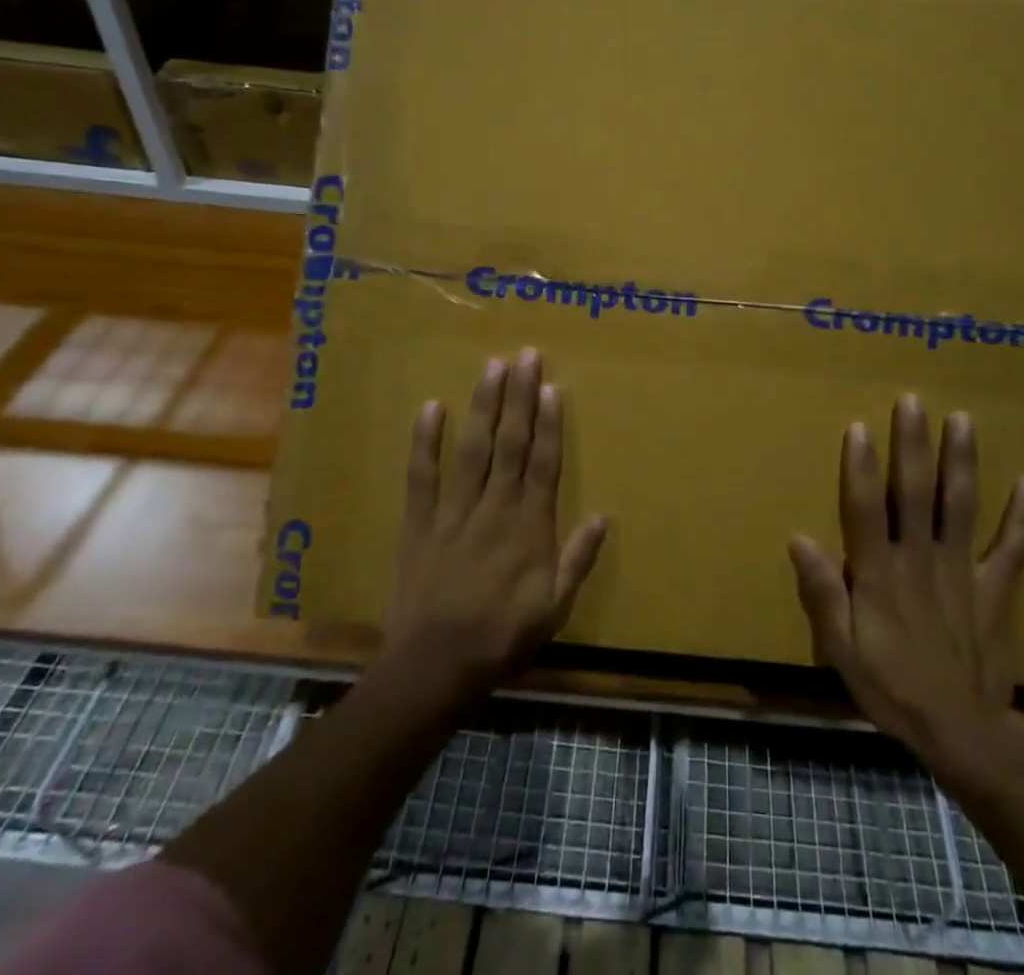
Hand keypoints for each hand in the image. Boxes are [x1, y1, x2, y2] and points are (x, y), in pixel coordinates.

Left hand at [380, 348, 607, 705]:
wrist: (435, 667)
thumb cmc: (502, 638)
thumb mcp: (555, 608)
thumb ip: (578, 559)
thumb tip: (604, 516)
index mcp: (529, 526)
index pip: (543, 463)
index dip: (549, 423)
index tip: (551, 386)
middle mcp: (494, 507)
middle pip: (510, 443)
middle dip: (518, 397)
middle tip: (524, 355)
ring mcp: (453, 512)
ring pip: (472, 449)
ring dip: (483, 406)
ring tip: (491, 367)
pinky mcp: (419, 523)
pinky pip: (422, 476)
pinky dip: (425, 442)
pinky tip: (431, 407)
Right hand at [789, 395, 1023, 794]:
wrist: (963, 734)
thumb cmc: (891, 687)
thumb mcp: (840, 651)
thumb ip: (822, 595)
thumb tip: (799, 540)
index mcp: (879, 573)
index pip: (866, 510)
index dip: (861, 468)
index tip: (860, 427)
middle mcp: (920, 560)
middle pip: (915, 494)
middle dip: (913, 445)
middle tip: (913, 401)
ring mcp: (963, 572)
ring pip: (960, 507)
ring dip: (961, 462)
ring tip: (963, 420)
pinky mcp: (996, 590)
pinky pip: (1012, 550)